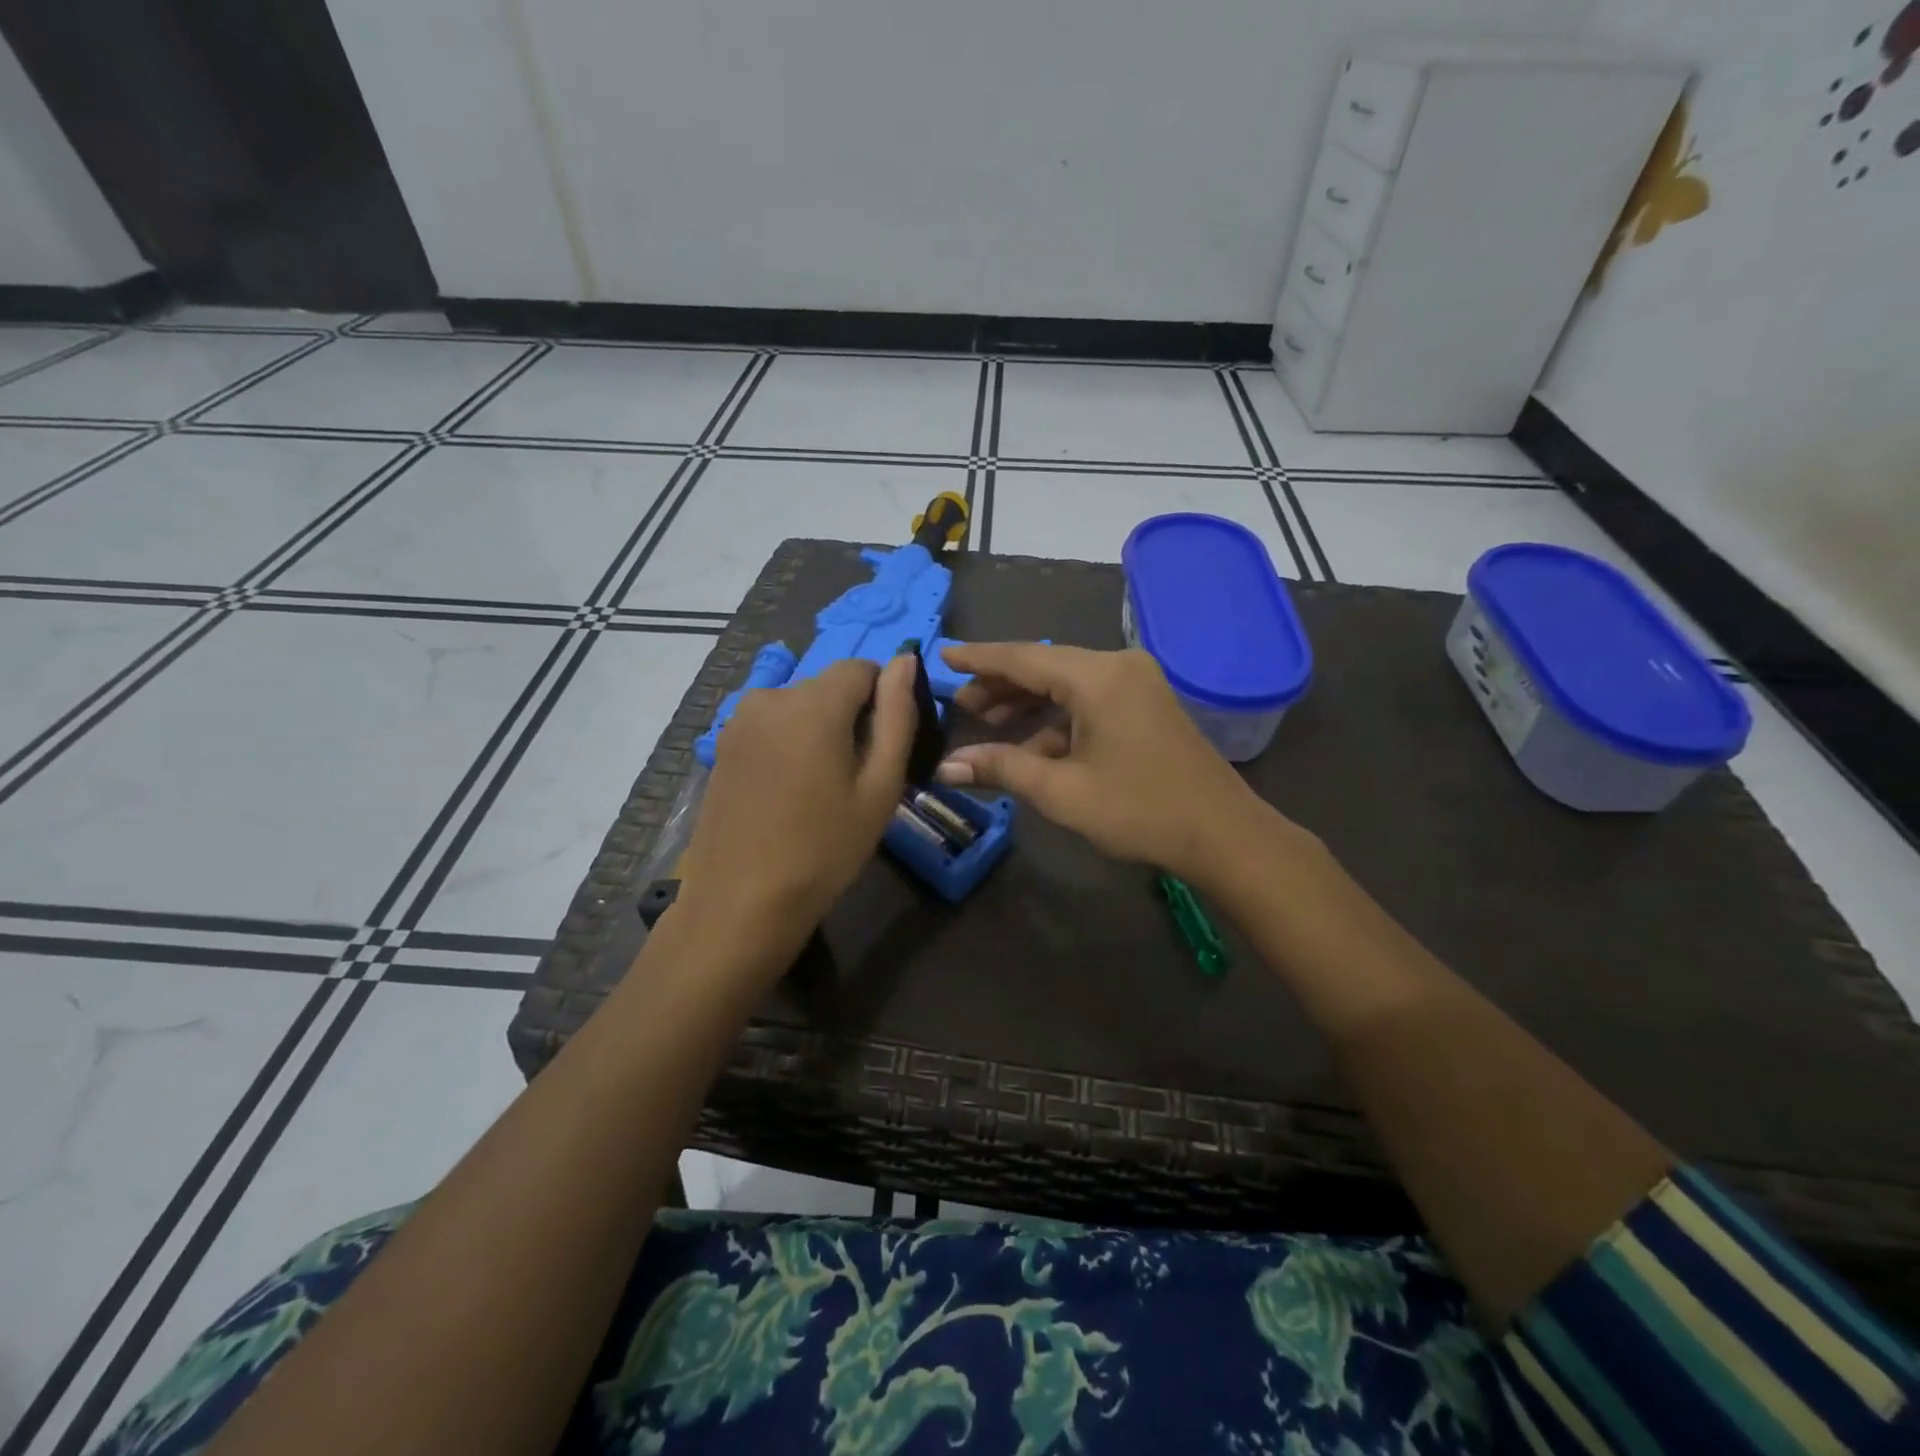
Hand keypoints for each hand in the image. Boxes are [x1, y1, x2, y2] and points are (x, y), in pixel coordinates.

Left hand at [678, 656, 915, 933]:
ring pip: (800, 706)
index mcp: (814, 702)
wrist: (742, 901)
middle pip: (828, 686)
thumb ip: (897, 715)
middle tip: (857, 776)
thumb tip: (905, 660)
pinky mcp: (723, 744)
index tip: (884, 747)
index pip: (863, 668)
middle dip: (851, 716)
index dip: (883, 699)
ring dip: (820, 730)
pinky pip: (772, 725)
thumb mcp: (880, 785)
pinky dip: (791, 743)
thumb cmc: (825, 847)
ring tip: (822, 788)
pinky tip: (789, 791)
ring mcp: (739, 720)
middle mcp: (771, 696)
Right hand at [936, 643, 1282, 883]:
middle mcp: (1118, 667)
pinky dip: (1058, 719)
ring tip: (988, 722)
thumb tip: (947, 768)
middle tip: (961, 703)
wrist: (1223, 834)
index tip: (943, 654)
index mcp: (1098, 676)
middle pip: (1046, 667)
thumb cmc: (1139, 810)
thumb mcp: (1062, 791)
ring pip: (1067, 684)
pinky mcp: (1147, 705)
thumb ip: (1002, 769)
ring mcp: (1137, 684)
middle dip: (1001, 685)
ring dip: (1029, 703)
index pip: (1024, 657)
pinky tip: (1033, 745)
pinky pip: (1090, 700)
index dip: (979, 658)